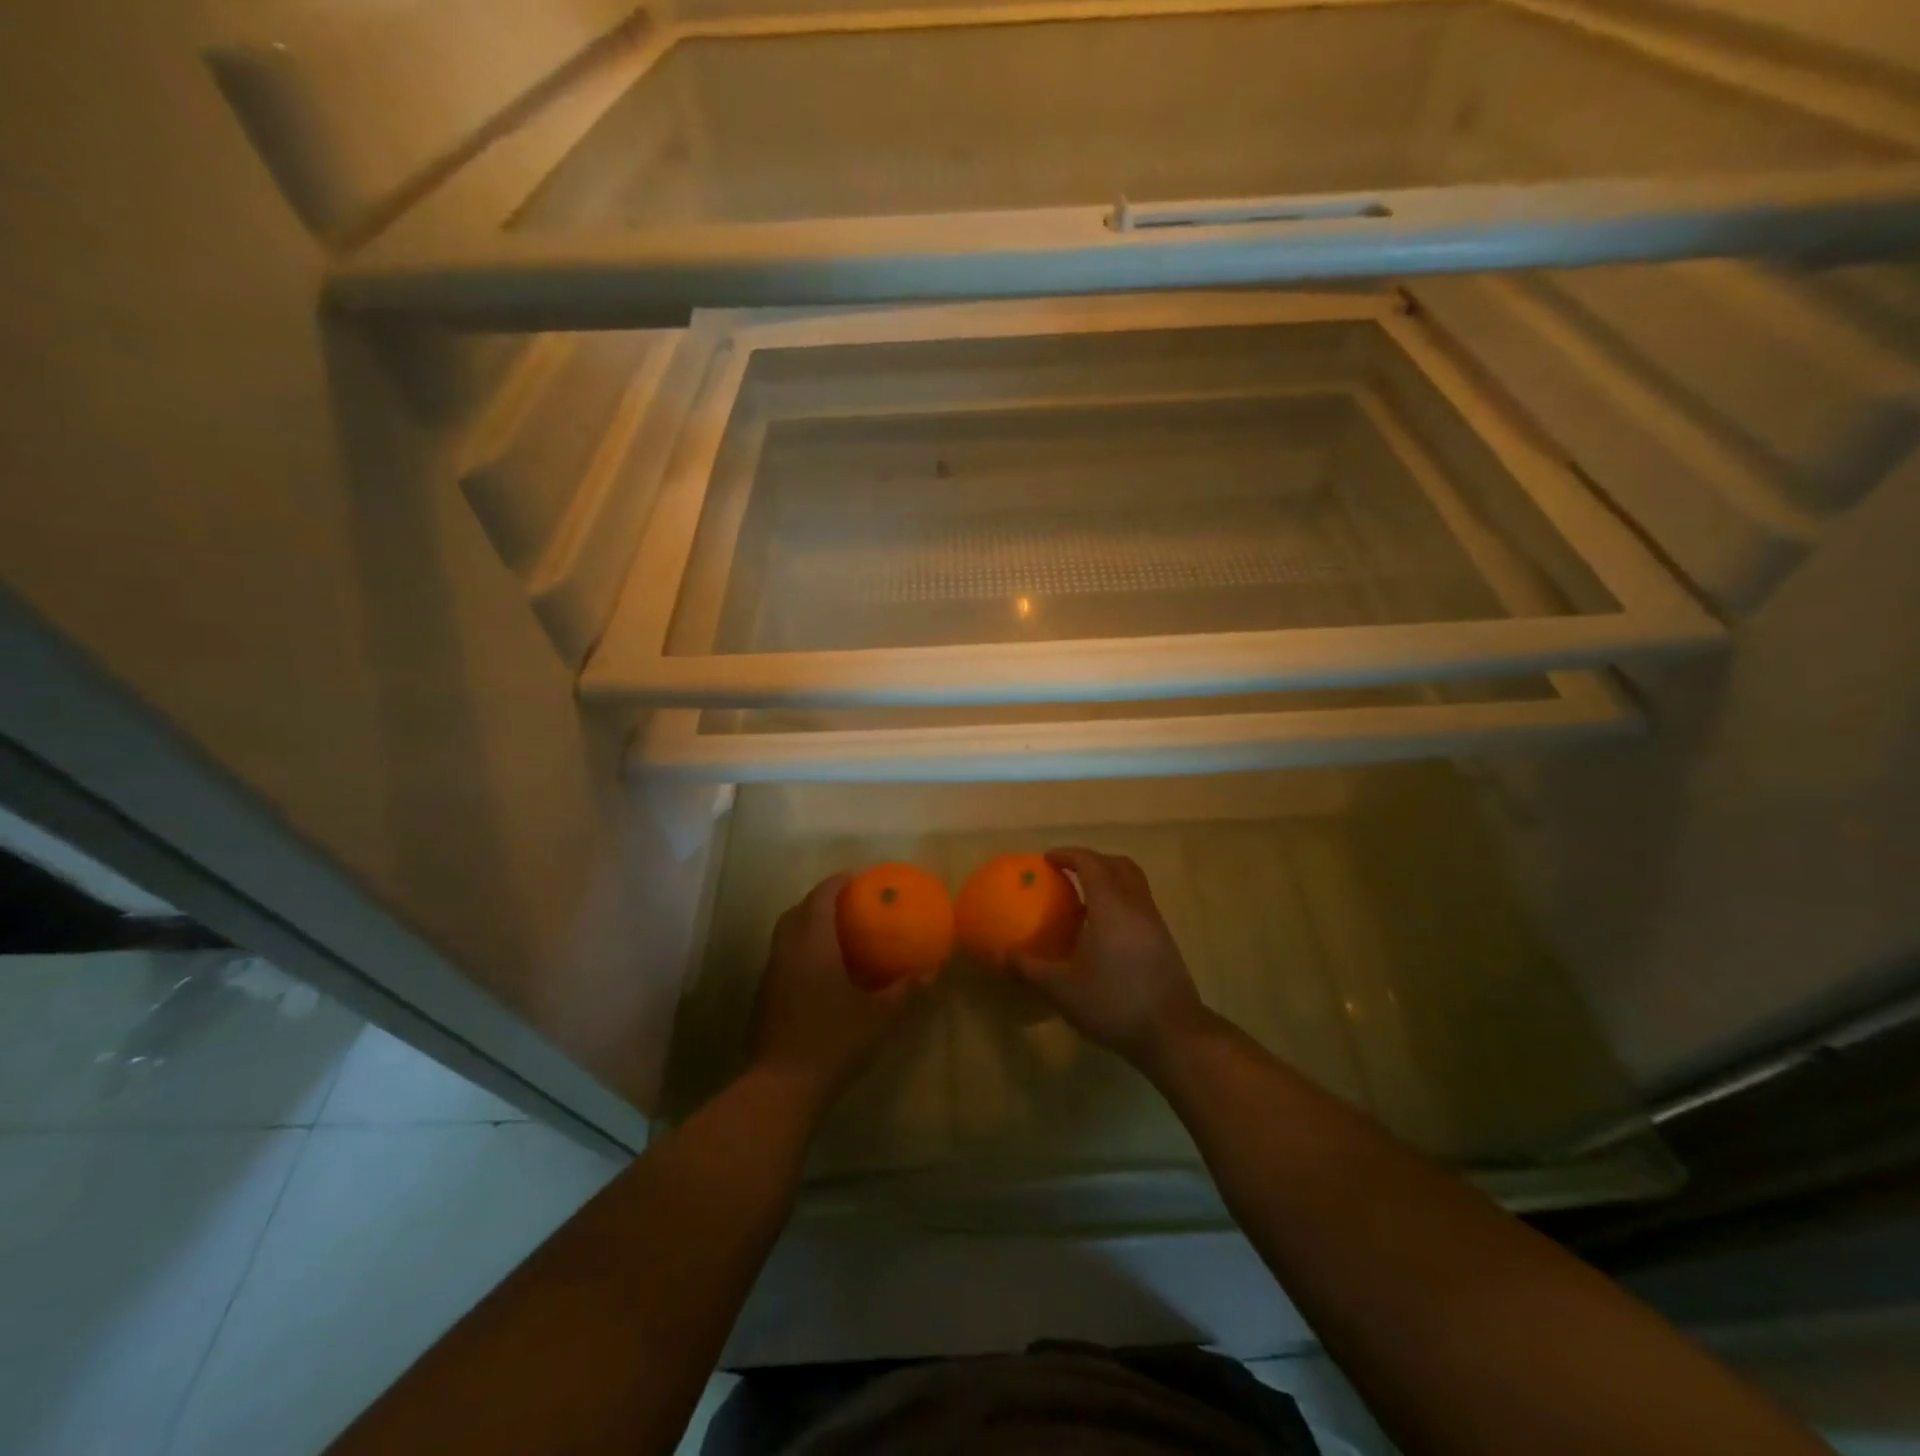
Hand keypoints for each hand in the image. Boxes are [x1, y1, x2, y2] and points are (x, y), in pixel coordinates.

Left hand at [748, 874, 908, 1114]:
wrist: (782, 1087)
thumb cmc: (834, 1041)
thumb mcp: (879, 1016)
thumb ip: (905, 989)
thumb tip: (932, 969)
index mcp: (813, 944)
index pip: (820, 898)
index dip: (836, 883)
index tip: (855, 879)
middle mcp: (787, 951)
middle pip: (797, 911)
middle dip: (819, 900)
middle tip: (845, 905)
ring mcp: (770, 975)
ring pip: (785, 935)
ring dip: (806, 925)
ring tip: (834, 935)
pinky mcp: (763, 998)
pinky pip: (781, 958)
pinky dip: (798, 950)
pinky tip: (818, 972)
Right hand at [1009, 847, 1212, 1069]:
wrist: (1172, 1032)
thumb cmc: (1114, 1003)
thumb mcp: (1062, 989)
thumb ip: (1029, 968)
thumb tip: (1000, 956)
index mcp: (1111, 906)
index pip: (1091, 863)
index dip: (1069, 855)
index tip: (1047, 859)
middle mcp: (1136, 904)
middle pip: (1117, 864)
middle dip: (1091, 860)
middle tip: (1067, 871)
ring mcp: (1154, 921)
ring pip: (1134, 882)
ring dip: (1109, 878)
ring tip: (1084, 897)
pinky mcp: (1164, 939)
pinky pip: (1140, 902)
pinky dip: (1120, 899)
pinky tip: (1103, 928)